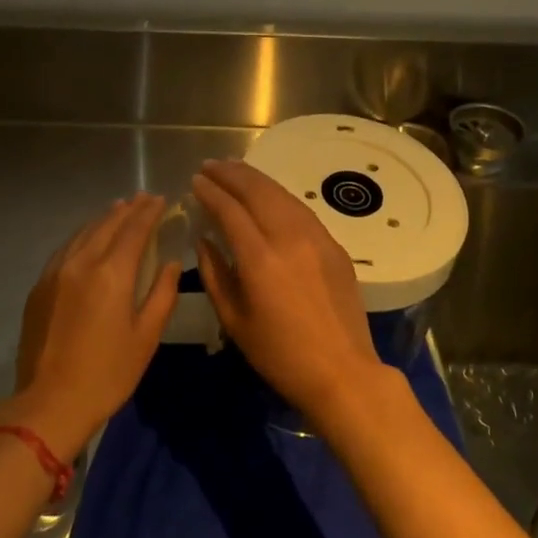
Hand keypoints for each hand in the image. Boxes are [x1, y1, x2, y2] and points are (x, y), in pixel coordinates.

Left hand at [0, 193, 179, 459]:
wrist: (50, 401)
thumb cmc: (108, 373)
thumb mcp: (146, 337)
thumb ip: (162, 293)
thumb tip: (171, 262)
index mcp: (111, 273)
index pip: (134, 229)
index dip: (149, 212)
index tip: (160, 199)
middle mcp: (82, 262)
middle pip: (107, 224)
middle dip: (128, 209)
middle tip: (143, 198)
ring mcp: (56, 272)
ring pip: (83, 232)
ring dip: (104, 218)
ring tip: (119, 209)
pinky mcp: (40, 285)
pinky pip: (66, 248)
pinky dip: (83, 235)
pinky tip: (88, 237)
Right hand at [190, 158, 383, 426]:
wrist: (342, 372)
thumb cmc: (280, 355)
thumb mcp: (234, 321)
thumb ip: (215, 275)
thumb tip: (204, 241)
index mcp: (260, 259)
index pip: (230, 210)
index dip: (210, 192)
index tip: (195, 180)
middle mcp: (289, 238)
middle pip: (257, 191)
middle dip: (231, 174)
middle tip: (211, 165)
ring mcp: (316, 238)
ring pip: (282, 194)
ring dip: (255, 178)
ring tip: (235, 169)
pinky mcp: (334, 245)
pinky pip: (301, 209)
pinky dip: (279, 195)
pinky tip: (268, 194)